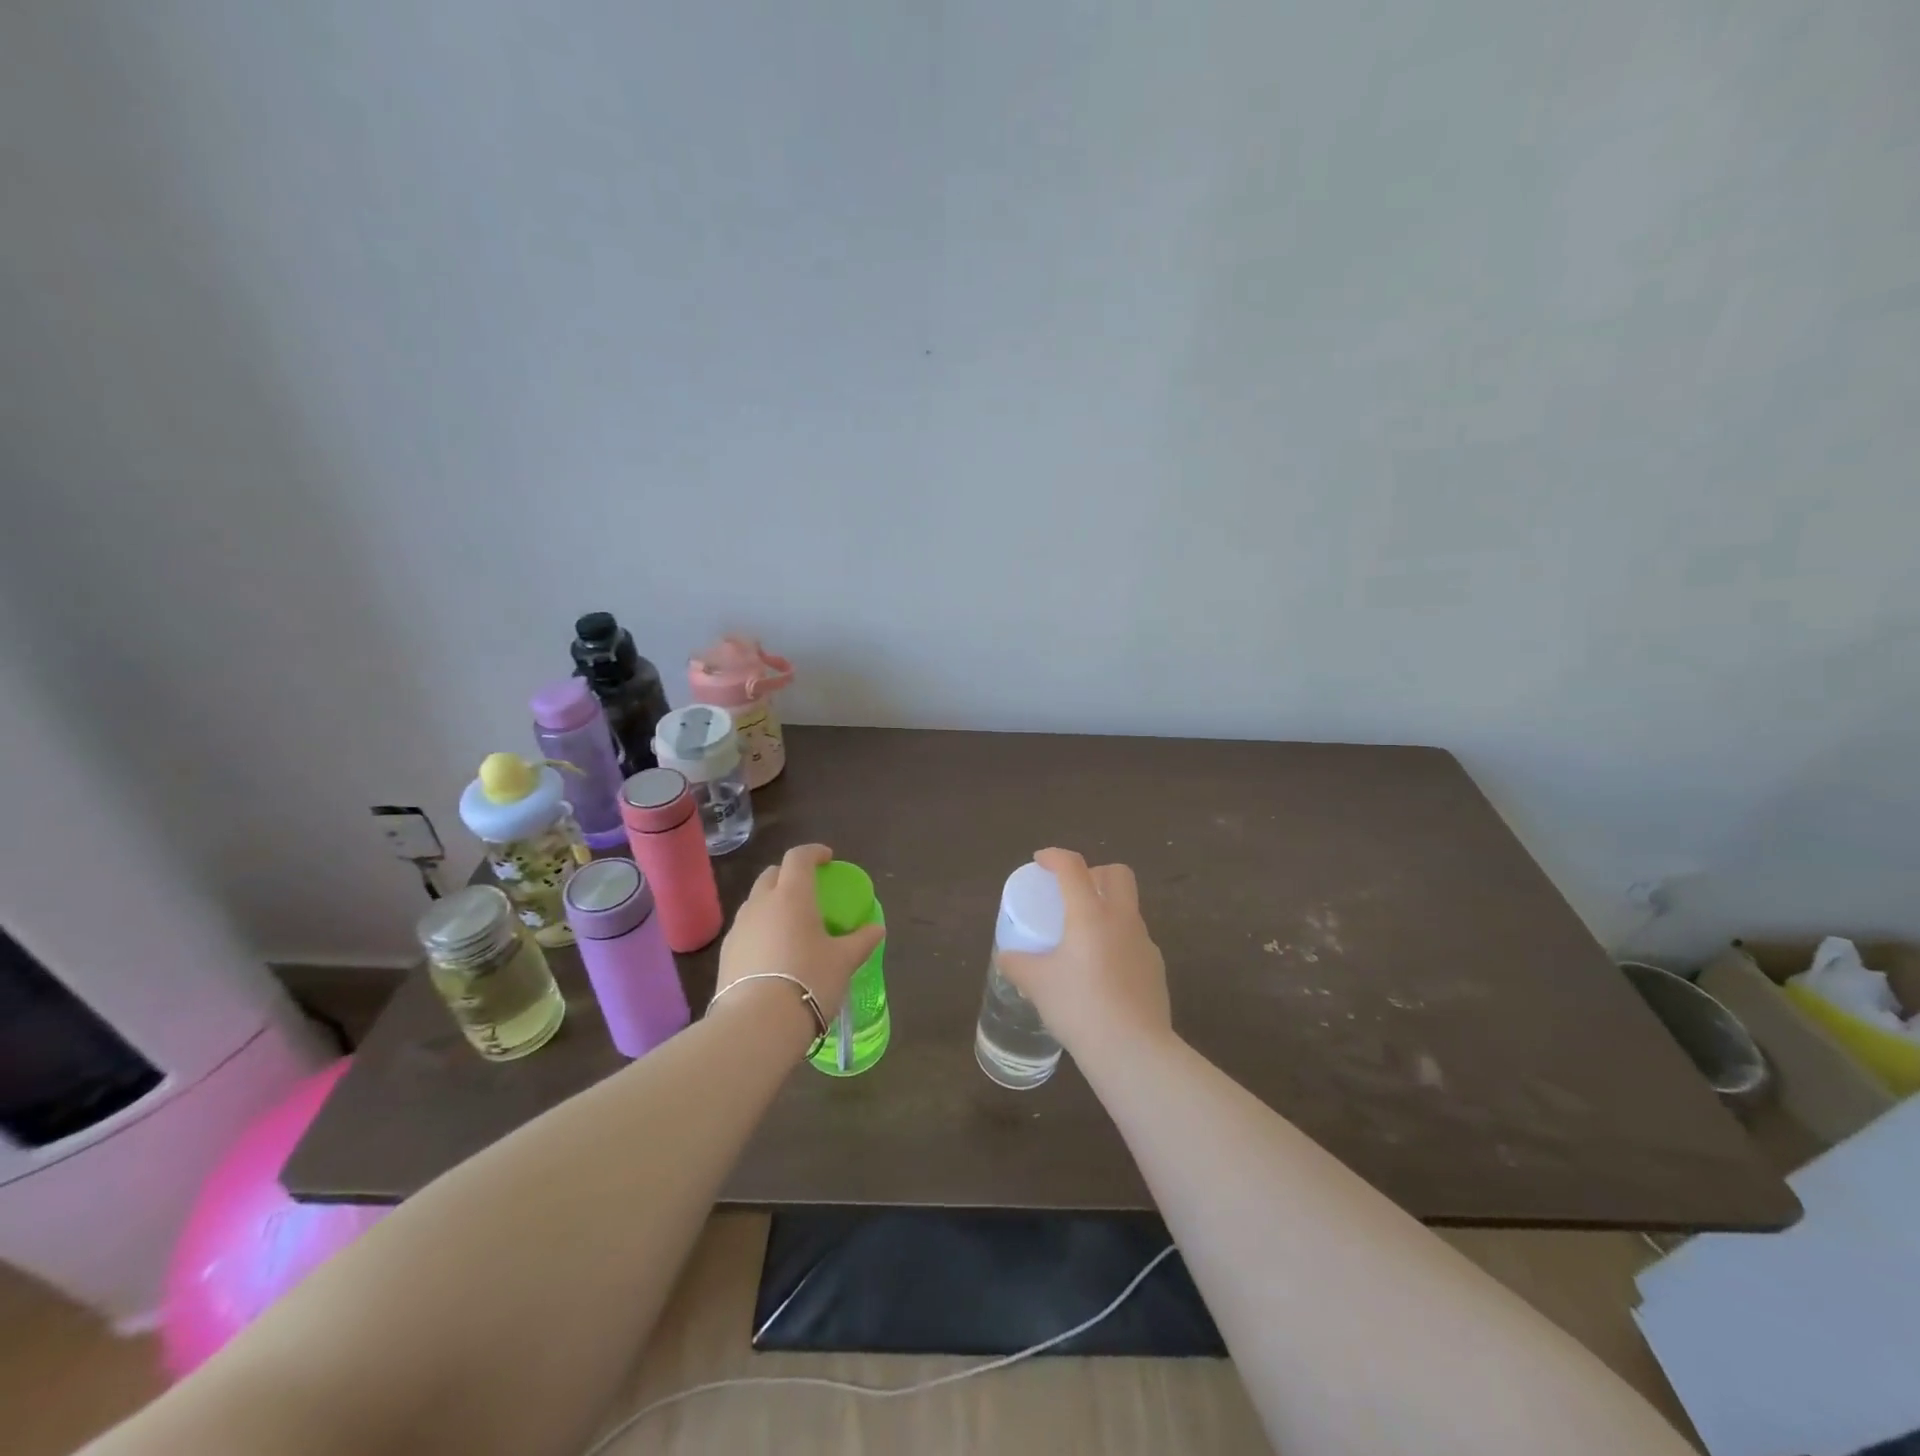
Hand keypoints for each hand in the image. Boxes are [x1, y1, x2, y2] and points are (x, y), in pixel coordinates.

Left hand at [715, 843, 884, 1027]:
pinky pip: (746, 929)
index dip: (813, 853)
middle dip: (789, 875)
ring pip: (755, 902)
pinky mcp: (725, 954)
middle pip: (772, 875)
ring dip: (772, 903)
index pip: (798, 857)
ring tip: (791, 925)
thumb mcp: (844, 961)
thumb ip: (861, 941)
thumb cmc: (809, 980)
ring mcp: (739, 928)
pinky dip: (761, 929)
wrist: (756, 1024)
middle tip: (808, 890)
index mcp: (792, 895)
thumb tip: (877, 928)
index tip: (827, 859)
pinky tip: (773, 953)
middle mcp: (761, 903)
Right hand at [995, 847, 1171, 1065]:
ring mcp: (1145, 944)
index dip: (1055, 856)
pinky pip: (1135, 941)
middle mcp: (1122, 920)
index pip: (1073, 867)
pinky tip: (1102, 971)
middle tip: (1073, 892)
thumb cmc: (1080, 1007)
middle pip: (1118, 874)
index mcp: (1090, 914)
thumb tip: (1006, 958)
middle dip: (1095, 873)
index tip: (1041, 861)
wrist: (1133, 1051)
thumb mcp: (1038, 985)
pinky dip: (1118, 942)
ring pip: (1129, 908)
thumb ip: (1018, 965)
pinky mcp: (1156, 969)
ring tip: (1084, 937)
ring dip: (1108, 909)